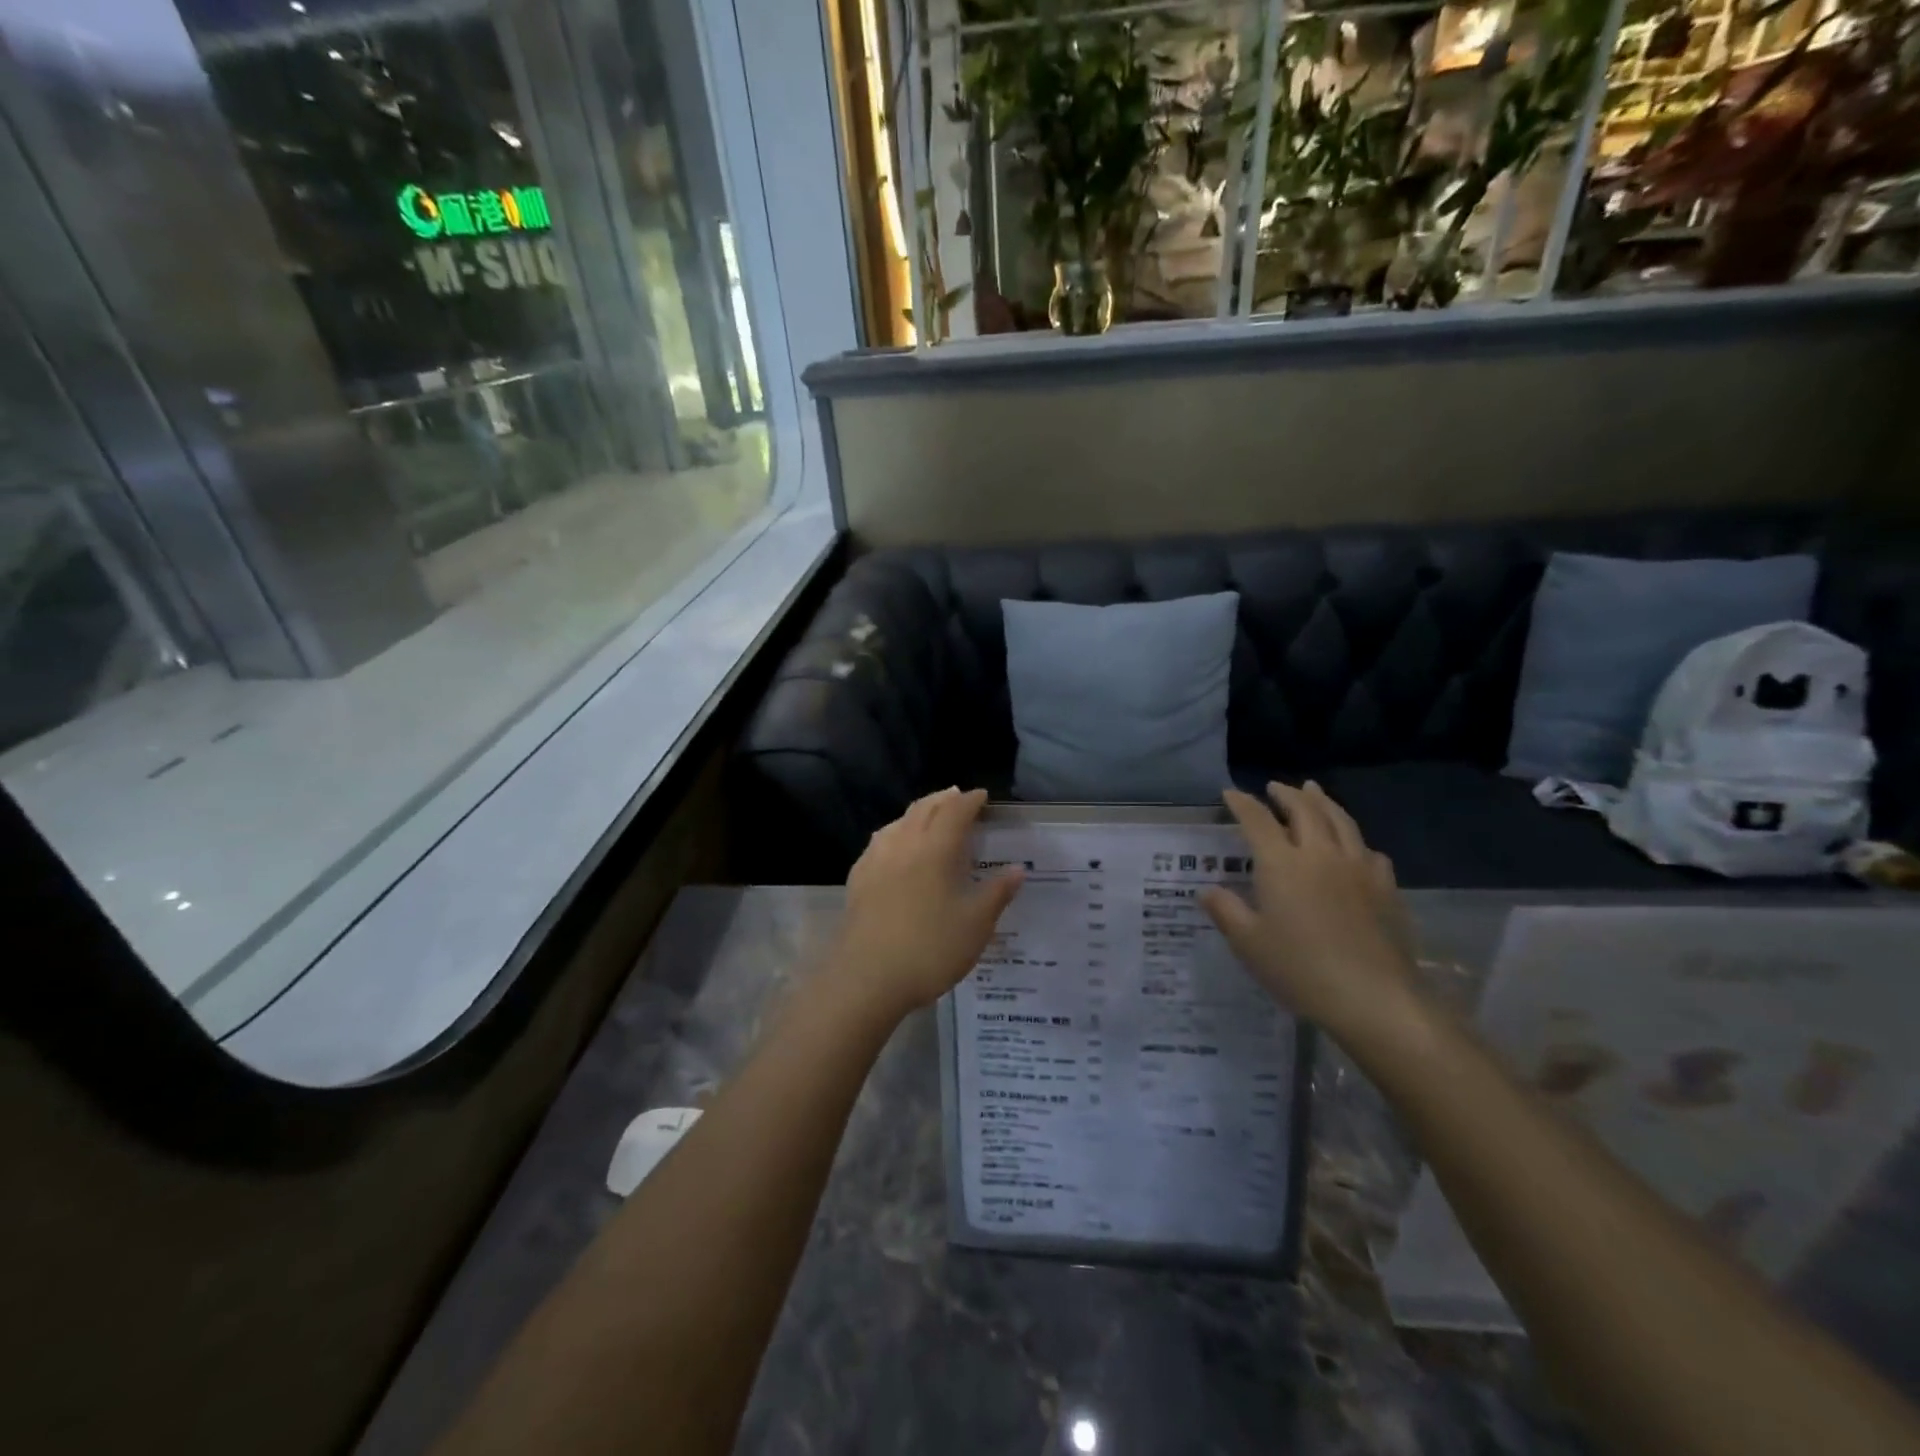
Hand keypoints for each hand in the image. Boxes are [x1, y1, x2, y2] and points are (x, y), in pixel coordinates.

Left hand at [832, 788, 1023, 1021]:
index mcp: (936, 848)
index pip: (955, 811)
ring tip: (929, 815)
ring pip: (898, 822)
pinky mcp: (857, 879)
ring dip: (917, 812)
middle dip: (943, 799)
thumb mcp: (976, 925)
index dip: (971, 801)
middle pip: (924, 808)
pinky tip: (894, 847)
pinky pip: (880, 842)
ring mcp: (876, 860)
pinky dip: (895, 833)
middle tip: (958, 797)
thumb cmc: (930, 949)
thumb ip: (997, 893)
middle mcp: (904, 844)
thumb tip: (1017, 869)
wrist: (866, 978)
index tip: (983, 797)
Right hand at [1201, 783, 1421, 1045]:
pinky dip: (1355, 839)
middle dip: (1287, 794)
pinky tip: (1355, 847)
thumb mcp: (1249, 944)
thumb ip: (1226, 911)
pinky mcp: (1386, 889)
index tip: (1231, 793)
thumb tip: (1207, 890)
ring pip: (1341, 821)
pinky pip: (1369, 851)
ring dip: (1324, 802)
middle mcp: (1320, 855)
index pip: (1258, 820)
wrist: (1374, 998)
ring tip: (1314, 792)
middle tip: (1275, 787)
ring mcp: (1358, 869)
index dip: (1243, 803)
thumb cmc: (1300, 969)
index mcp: (1282, 864)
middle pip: (1305, 810)